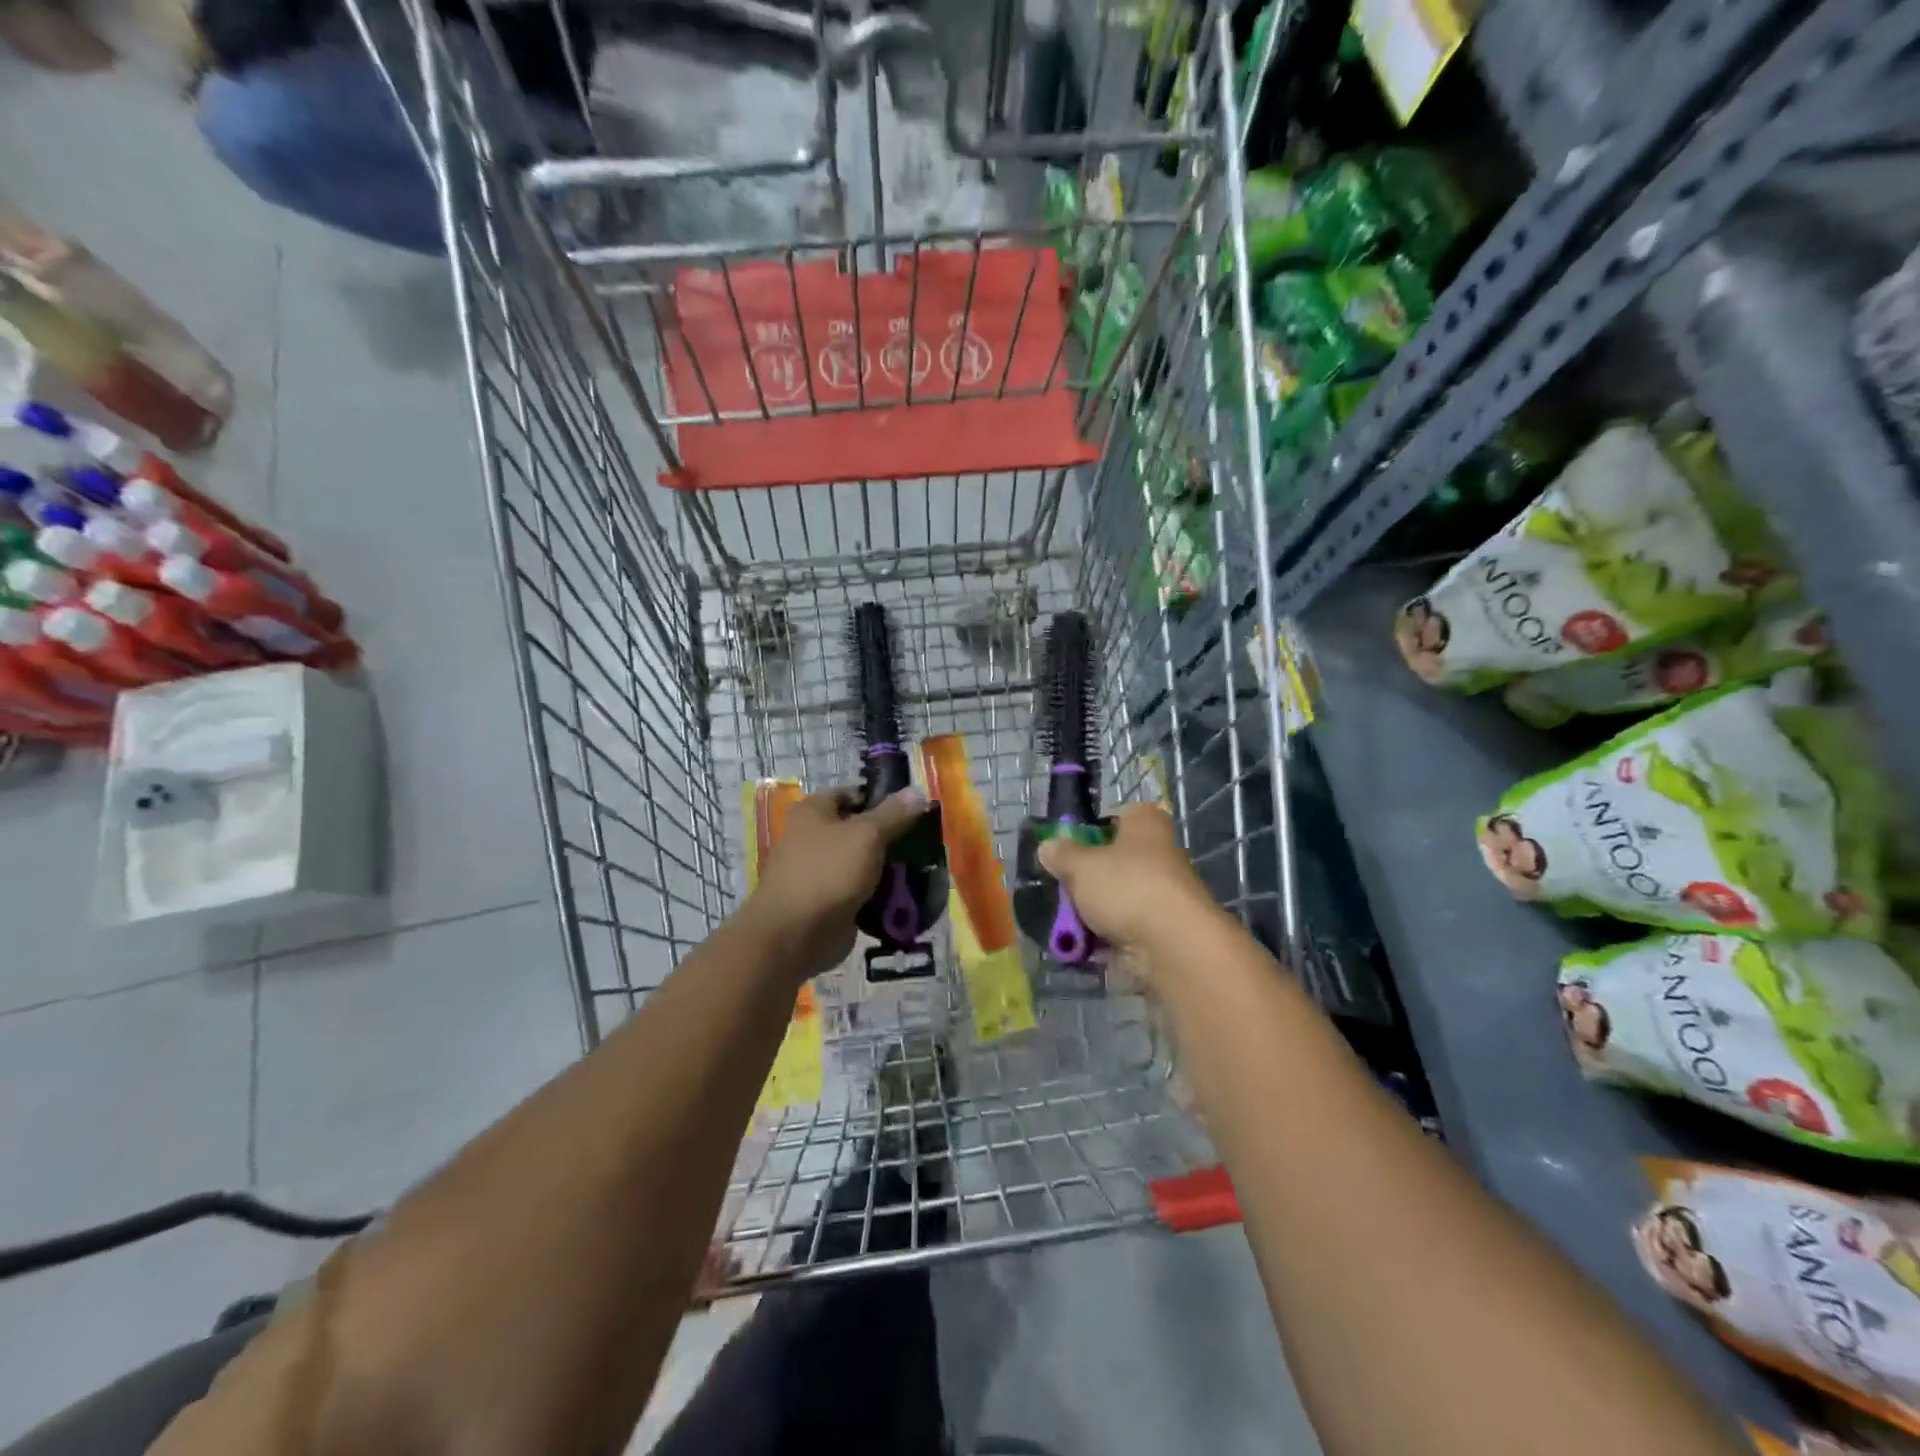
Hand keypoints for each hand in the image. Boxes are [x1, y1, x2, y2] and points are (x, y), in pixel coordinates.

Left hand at [740, 786, 928, 980]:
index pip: (854, 794)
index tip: (915, 810)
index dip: (884, 799)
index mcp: (814, 810)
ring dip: (889, 868)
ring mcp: (821, 871)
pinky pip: (861, 891)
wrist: (795, 935)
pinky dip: (880, 894)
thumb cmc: (828, 871)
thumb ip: (894, 814)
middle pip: (860, 829)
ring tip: (921, 869)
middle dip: (891, 836)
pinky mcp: (829, 901)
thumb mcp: (867, 834)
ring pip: (863, 862)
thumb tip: (918, 791)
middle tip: (923, 842)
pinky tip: (907, 896)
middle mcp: (813, 837)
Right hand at [1037, 802, 1219, 957]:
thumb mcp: (1081, 865)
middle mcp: (1160, 854)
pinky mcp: (1162, 930)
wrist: (1171, 946)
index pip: (1120, 815)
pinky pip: (1125, 928)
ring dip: (1094, 909)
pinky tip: (1081, 944)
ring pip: (1119, 896)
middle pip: (1116, 860)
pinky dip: (1105, 937)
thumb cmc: (1126, 886)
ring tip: (1064, 921)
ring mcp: (1163, 894)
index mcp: (1146, 824)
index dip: (1094, 828)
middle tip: (1060, 886)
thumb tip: (1047, 846)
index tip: (1069, 845)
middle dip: (1088, 876)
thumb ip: (1062, 855)